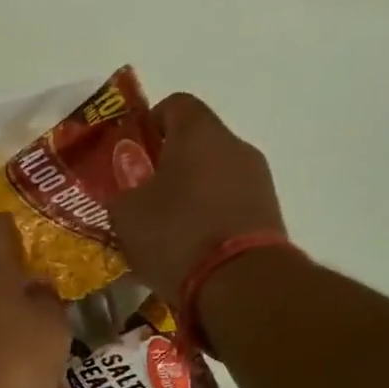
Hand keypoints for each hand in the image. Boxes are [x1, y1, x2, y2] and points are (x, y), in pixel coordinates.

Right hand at [110, 92, 286, 297]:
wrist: (239, 283)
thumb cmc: (175, 236)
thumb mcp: (126, 215)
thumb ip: (120, 193)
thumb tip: (125, 192)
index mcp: (199, 133)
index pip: (174, 104)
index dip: (147, 125)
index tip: (130, 156)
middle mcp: (235, 146)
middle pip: (196, 143)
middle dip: (166, 166)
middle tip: (141, 199)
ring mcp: (257, 180)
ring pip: (213, 176)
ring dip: (188, 195)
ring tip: (164, 232)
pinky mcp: (267, 213)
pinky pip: (228, 204)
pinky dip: (208, 218)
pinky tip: (189, 249)